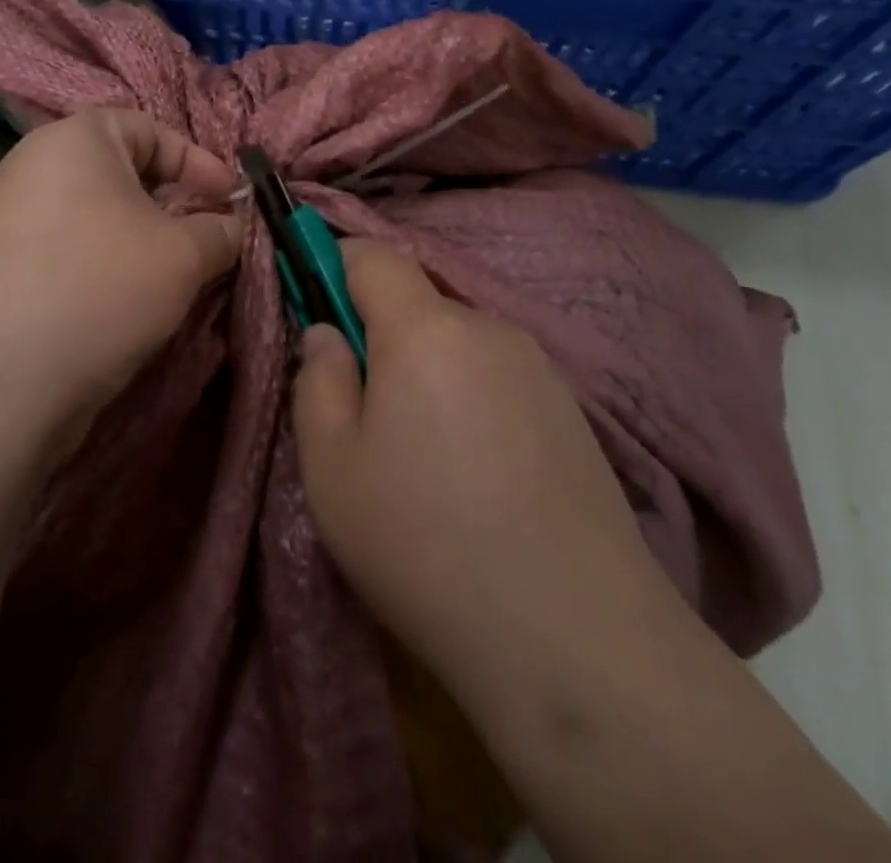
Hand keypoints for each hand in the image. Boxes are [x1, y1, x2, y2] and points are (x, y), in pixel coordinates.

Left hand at [0, 108, 240, 431]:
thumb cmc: (103, 284)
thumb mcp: (184, 254)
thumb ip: (220, 232)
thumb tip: (231, 228)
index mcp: (75, 138)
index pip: (149, 128)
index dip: (198, 161)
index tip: (230, 200)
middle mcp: (35, 167)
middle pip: (122, 173)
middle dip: (173, 204)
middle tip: (207, 239)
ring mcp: (11, 219)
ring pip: (98, 217)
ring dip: (144, 241)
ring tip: (175, 277)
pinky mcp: (2, 269)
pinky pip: (72, 251)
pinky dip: (108, 266)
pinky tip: (130, 304)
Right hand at [293, 240, 679, 722]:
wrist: (574, 636)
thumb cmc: (424, 542)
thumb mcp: (331, 466)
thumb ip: (317, 379)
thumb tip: (328, 333)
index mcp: (425, 328)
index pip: (373, 254)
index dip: (334, 265)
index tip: (316, 311)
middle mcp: (488, 327)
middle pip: (418, 300)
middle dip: (381, 332)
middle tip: (365, 407)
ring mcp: (539, 367)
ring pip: (458, 341)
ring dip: (427, 369)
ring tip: (424, 453)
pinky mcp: (572, 410)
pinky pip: (497, 375)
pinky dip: (470, 397)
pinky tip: (476, 471)